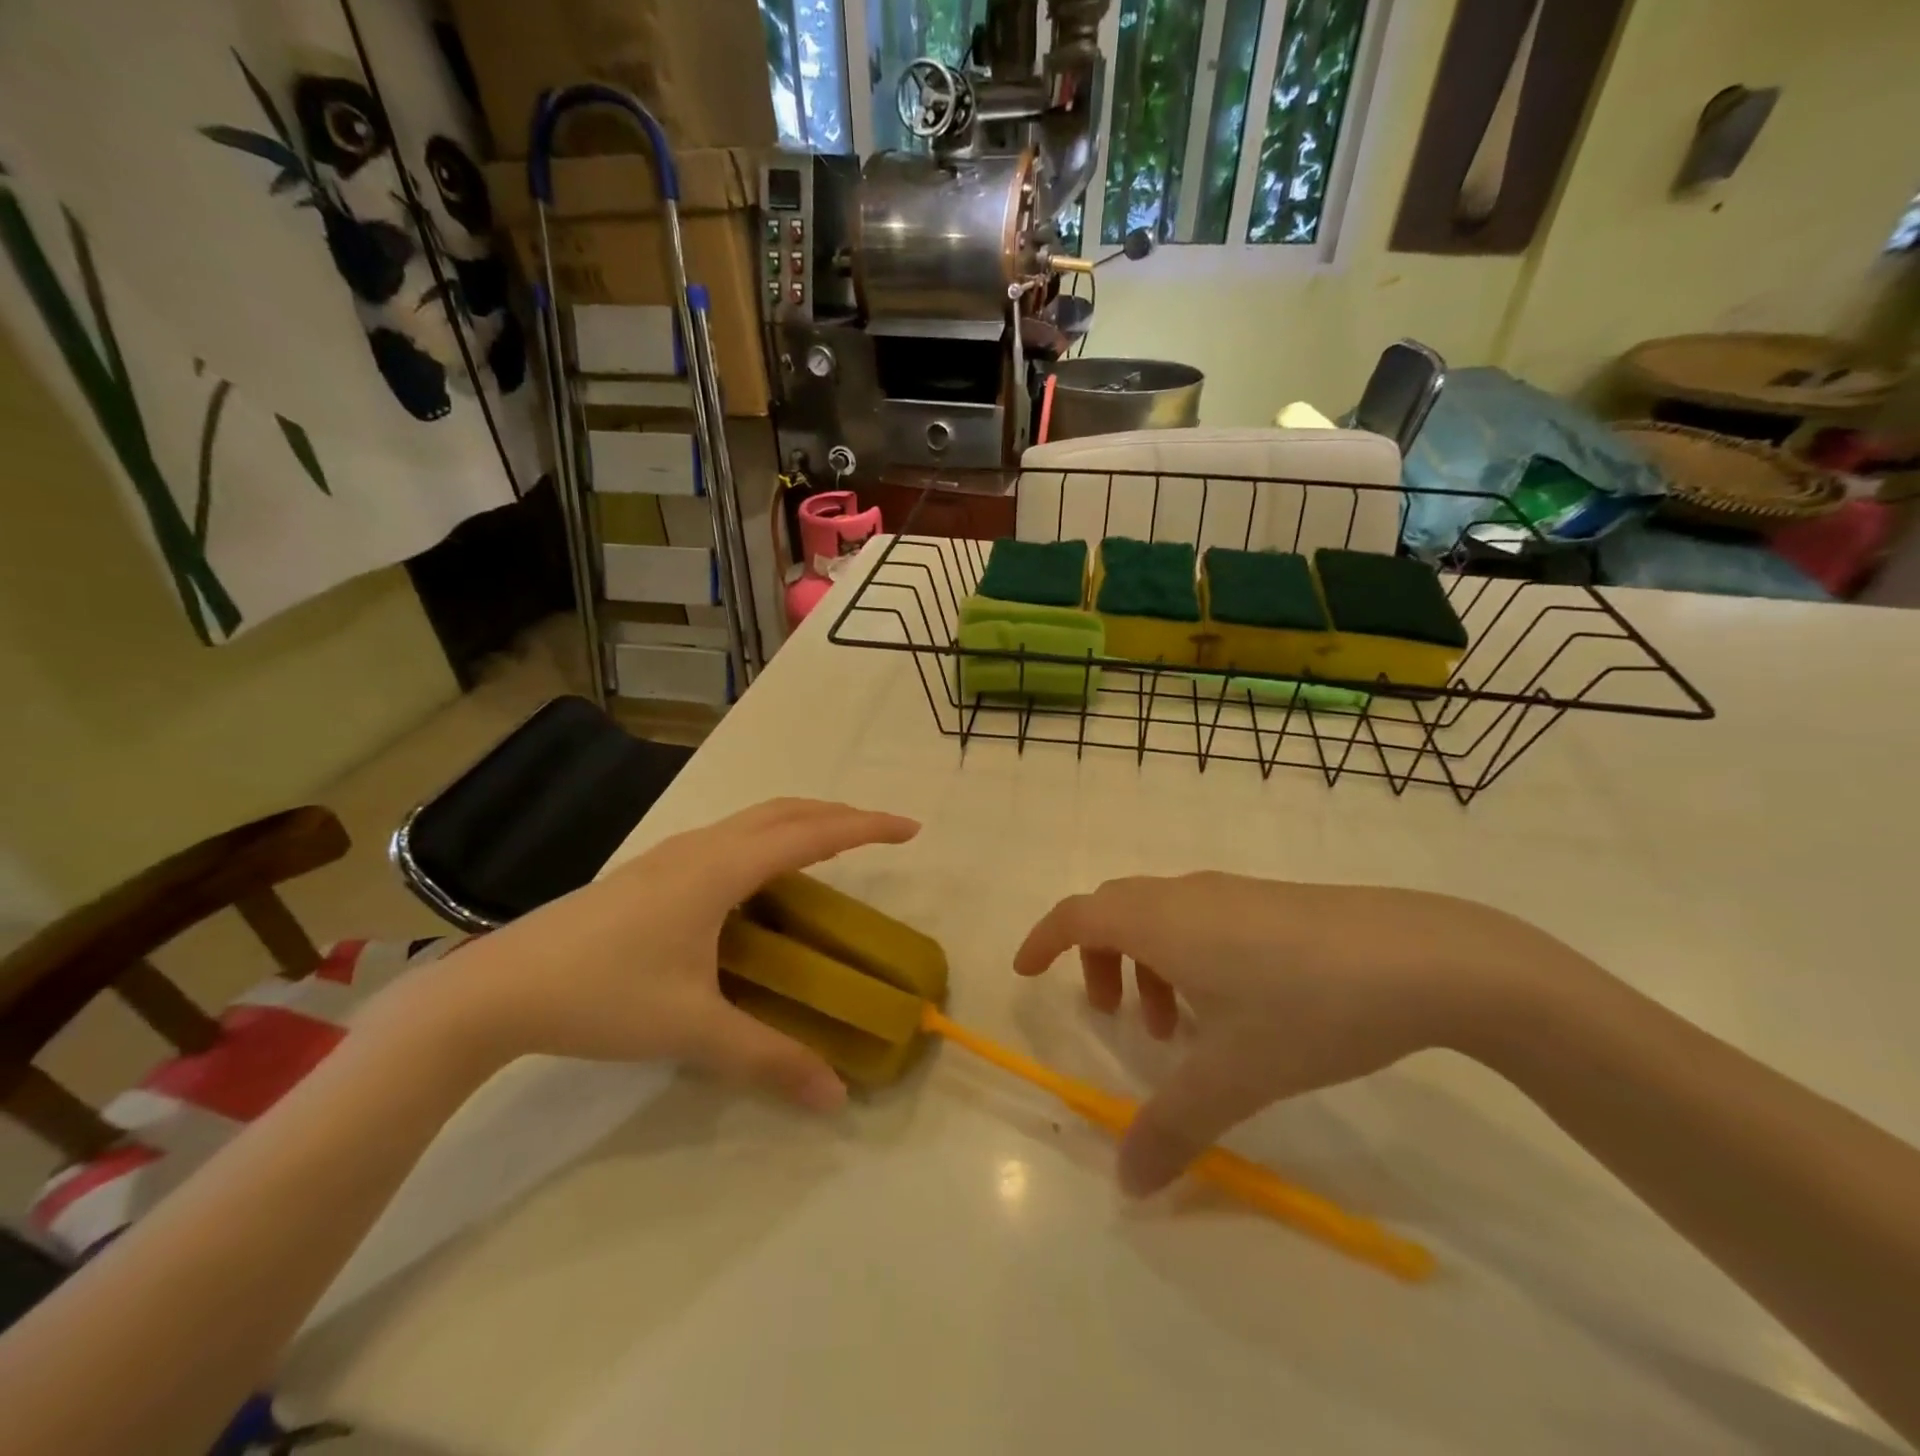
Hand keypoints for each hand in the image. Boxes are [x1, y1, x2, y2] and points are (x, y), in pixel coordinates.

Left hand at [405, 799, 919, 1110]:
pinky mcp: (650, 871)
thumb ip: (768, 1060)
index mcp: (720, 870)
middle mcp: (701, 847)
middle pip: (785, 810)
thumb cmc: (601, 996)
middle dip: (839, 814)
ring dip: (800, 822)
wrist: (496, 989)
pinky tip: (760, 884)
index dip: (865, 826)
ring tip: (831, 850)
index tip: (910, 828)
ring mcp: (670, 855)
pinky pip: (729, 837)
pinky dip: (767, 840)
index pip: (811, 833)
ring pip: (752, 819)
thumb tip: (836, 1097)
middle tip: (879, 834)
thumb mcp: (692, 1030)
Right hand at [1015, 873, 1582, 1194]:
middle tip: (1112, 1015)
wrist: (1423, 956)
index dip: (1043, 938)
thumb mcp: (1235, 1074)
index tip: (1026, 971)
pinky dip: (1187, 956)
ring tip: (1177, 1028)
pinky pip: (1200, 919)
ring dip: (1147, 962)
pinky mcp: (1271, 901)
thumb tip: (1127, 1183)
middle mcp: (1185, 894)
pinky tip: (1232, 1008)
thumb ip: (1174, 1128)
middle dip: (1097, 958)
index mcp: (1159, 920)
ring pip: (1161, 916)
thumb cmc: (1306, 1005)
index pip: (1076, 913)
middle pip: (1114, 911)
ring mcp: (1231, 892)